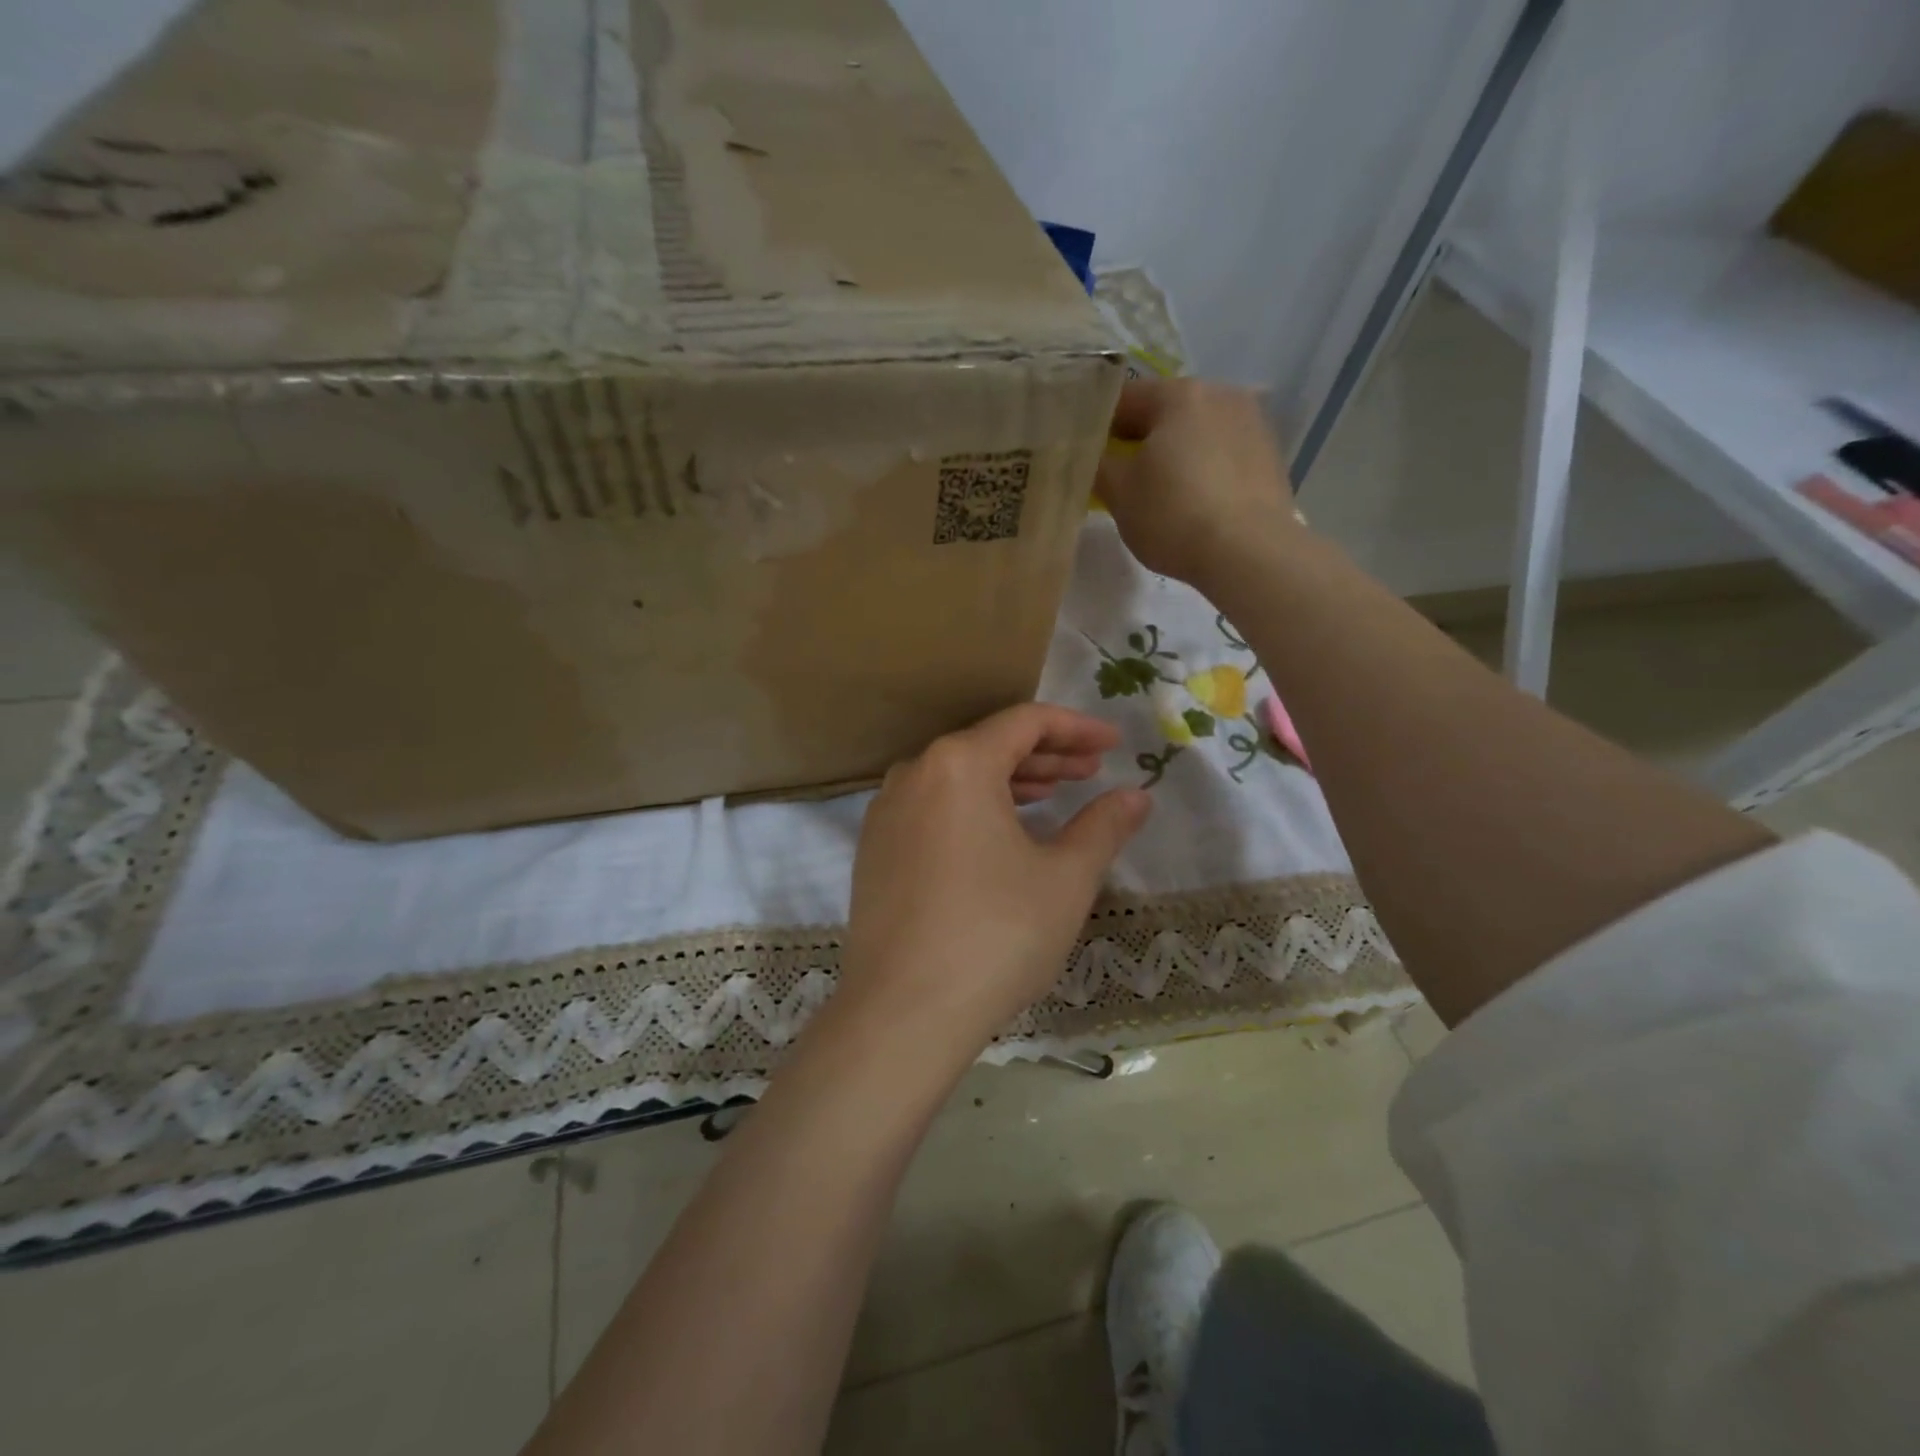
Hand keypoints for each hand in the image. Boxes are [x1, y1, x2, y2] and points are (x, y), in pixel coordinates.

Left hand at [836, 704, 1151, 1061]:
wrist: (902, 1012)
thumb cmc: (995, 935)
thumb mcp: (1065, 879)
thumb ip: (1103, 826)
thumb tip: (1136, 796)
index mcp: (958, 763)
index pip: (1025, 722)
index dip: (1076, 728)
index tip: (1114, 744)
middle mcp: (913, 774)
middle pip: (988, 745)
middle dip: (1046, 755)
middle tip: (1091, 772)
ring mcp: (886, 812)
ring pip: (958, 778)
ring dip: (1009, 782)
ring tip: (1052, 797)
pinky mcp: (874, 850)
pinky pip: (932, 808)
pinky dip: (972, 809)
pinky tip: (999, 835)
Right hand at [1096, 378, 1303, 584]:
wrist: (1250, 553)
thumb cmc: (1174, 515)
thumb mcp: (1119, 494)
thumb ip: (1098, 464)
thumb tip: (1092, 454)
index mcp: (1179, 394)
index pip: (1123, 398)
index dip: (1097, 426)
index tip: (1086, 456)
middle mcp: (1220, 394)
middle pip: (1164, 412)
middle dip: (1140, 441)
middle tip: (1120, 479)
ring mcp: (1252, 422)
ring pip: (1196, 433)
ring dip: (1174, 454)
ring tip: (1160, 494)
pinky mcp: (1270, 455)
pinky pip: (1222, 454)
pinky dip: (1203, 470)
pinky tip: (1195, 503)